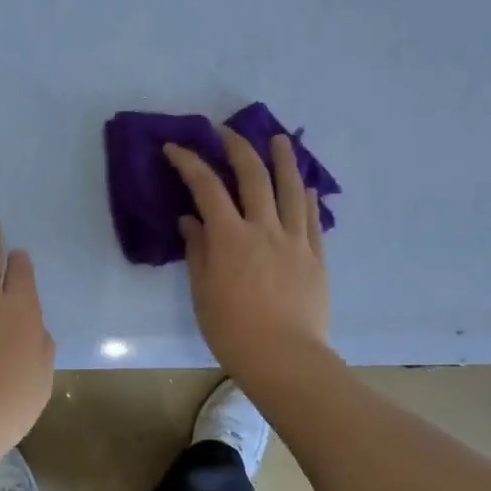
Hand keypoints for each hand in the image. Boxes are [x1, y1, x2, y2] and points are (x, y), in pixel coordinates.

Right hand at [163, 130, 330, 380]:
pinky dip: (308, 197)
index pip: (206, 187)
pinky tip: (307, 185)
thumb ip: (198, 251)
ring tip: (280, 140)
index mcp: (230, 237)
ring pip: (291, 189)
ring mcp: (295, 240)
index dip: (189, 163)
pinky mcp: (316, 257)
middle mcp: (264, 229)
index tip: (174, 148)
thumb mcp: (203, 291)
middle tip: (227, 131)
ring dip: (284, 160)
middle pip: (253, 176)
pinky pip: (313, 218)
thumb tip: (191, 220)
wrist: (284, 358)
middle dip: (238, 147)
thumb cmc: (232, 330)